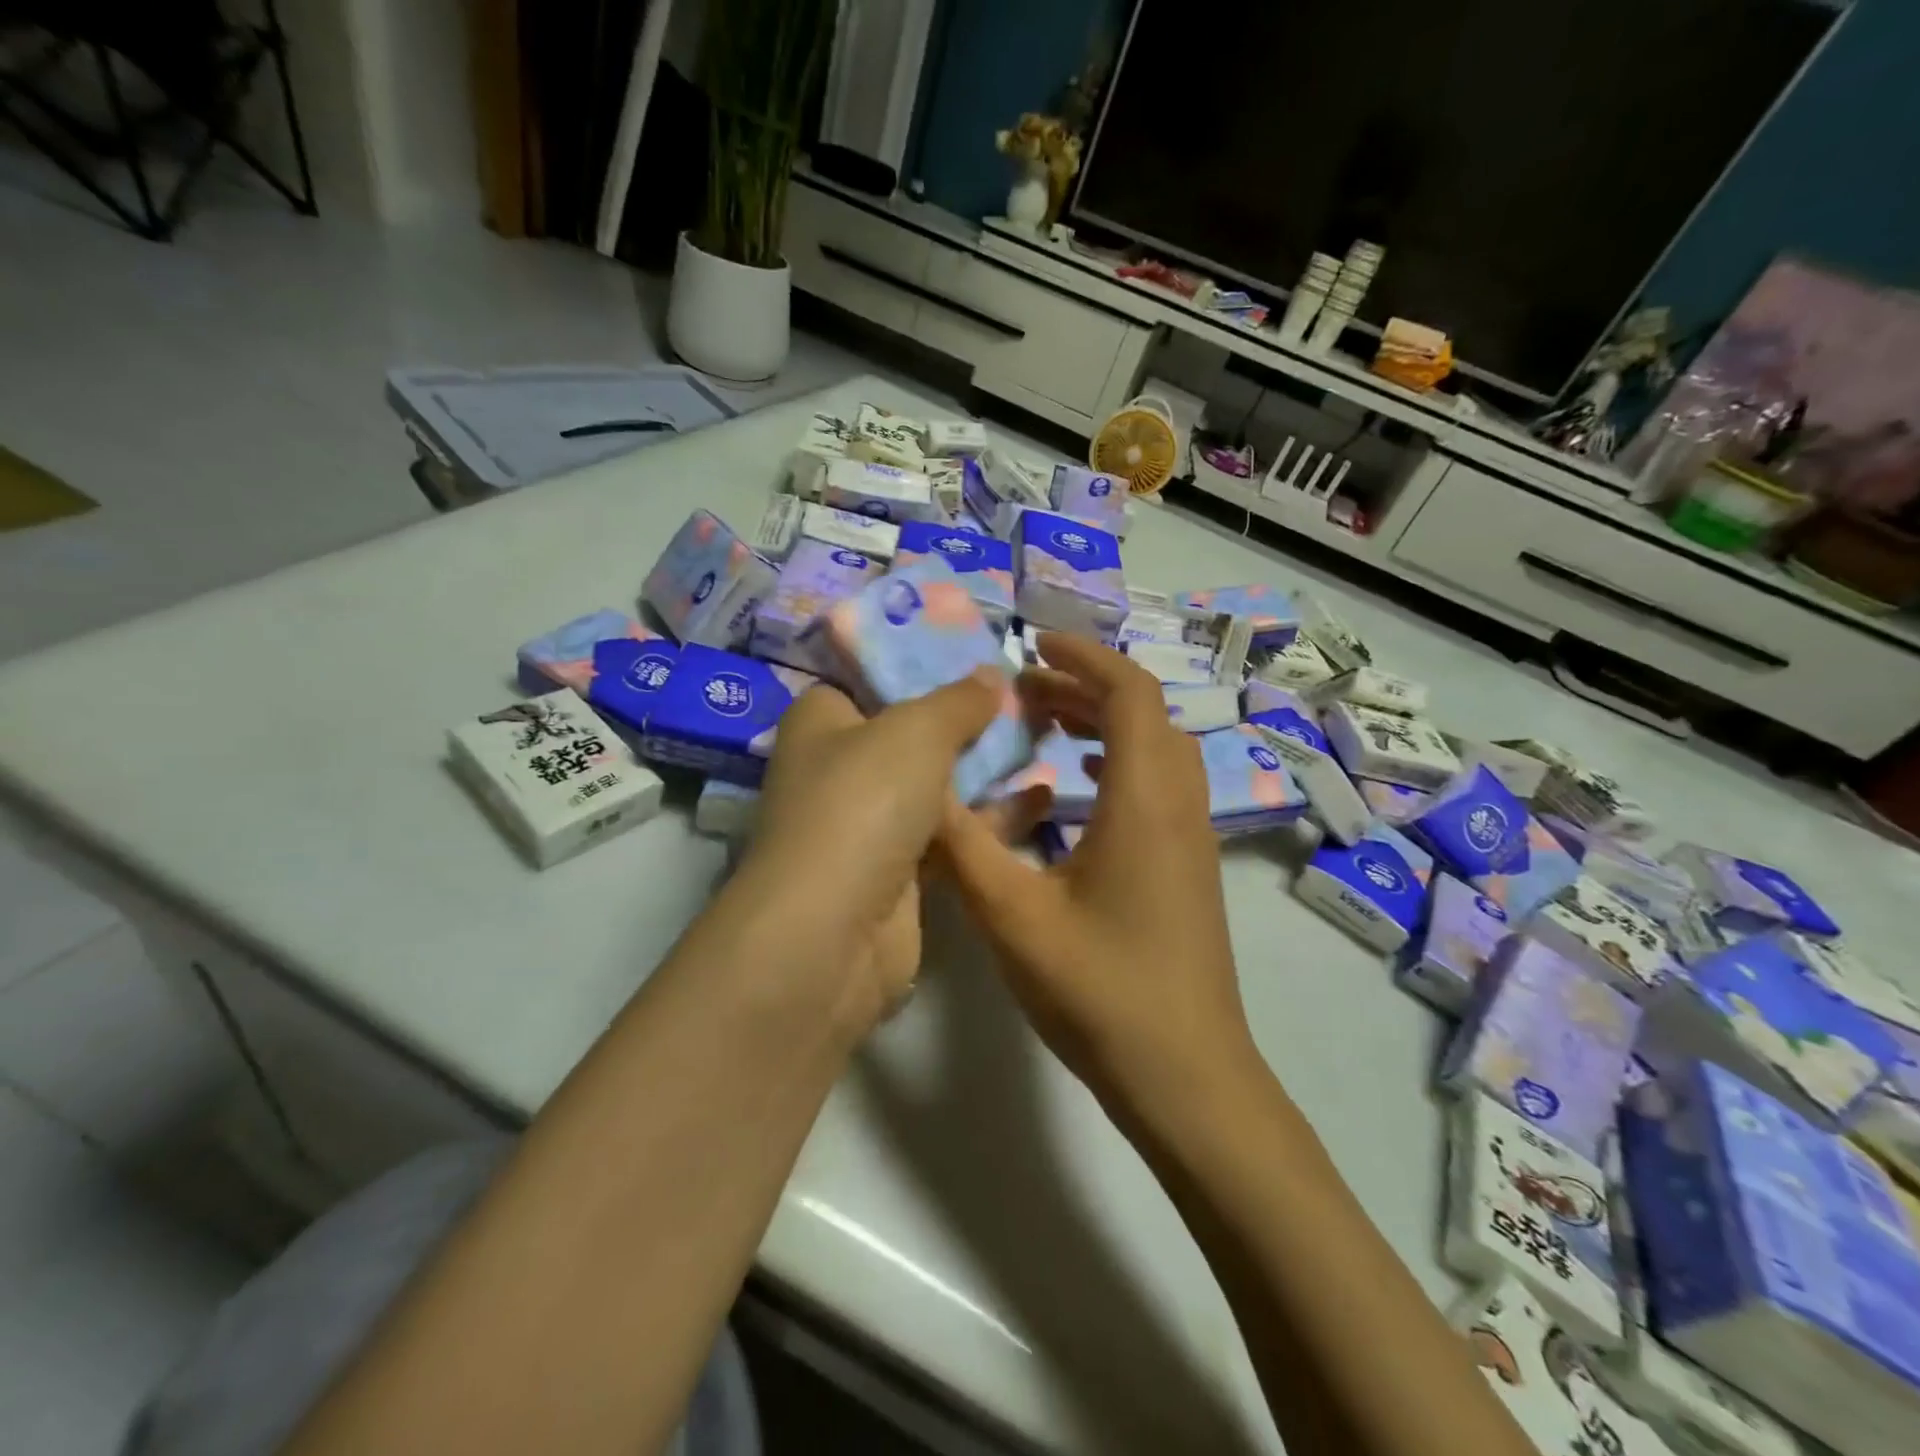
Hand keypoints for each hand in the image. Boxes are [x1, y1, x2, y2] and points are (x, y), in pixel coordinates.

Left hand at [736, 670, 1037, 1034]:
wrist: (834, 932)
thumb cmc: (863, 803)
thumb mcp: (916, 731)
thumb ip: (958, 700)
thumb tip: (990, 674)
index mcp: (823, 720)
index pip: (872, 677)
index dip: (923, 664)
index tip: (980, 658)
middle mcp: (840, 768)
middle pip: (913, 733)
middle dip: (968, 720)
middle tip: (1027, 701)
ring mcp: (870, 823)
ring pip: (937, 785)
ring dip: (986, 769)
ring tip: (1047, 740)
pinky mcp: (899, 871)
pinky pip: (951, 833)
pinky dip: (989, 817)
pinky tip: (1041, 797)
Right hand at [938, 634, 1260, 1123]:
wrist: (1187, 1075)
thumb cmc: (1101, 991)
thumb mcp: (1012, 917)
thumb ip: (962, 846)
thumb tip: (922, 789)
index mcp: (1144, 800)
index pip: (1128, 693)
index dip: (1083, 656)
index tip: (1031, 645)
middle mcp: (1179, 805)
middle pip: (1144, 714)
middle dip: (1083, 687)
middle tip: (1022, 692)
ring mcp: (1193, 837)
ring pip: (1155, 749)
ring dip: (1102, 723)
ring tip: (1043, 727)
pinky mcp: (1189, 866)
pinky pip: (1158, 784)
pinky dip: (1116, 762)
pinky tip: (1074, 790)